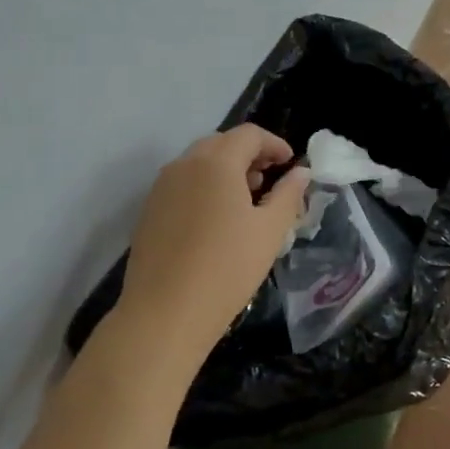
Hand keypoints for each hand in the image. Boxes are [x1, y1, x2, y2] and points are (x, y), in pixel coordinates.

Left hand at [116, 124, 309, 355]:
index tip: (290, 165)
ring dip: (225, 170)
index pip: (248, 135)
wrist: (164, 313)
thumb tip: (300, 173)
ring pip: (198, 163)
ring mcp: (161, 188)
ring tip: (246, 200)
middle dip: (249, 154)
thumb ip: (289, 195)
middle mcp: (184, 165)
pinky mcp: (149, 211)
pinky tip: (217, 220)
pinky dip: (204, 187)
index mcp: (216, 162)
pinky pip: (182, 184)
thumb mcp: (269, 231)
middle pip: (221, 144)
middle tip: (270, 179)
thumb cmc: (227, 268)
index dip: (274, 144)